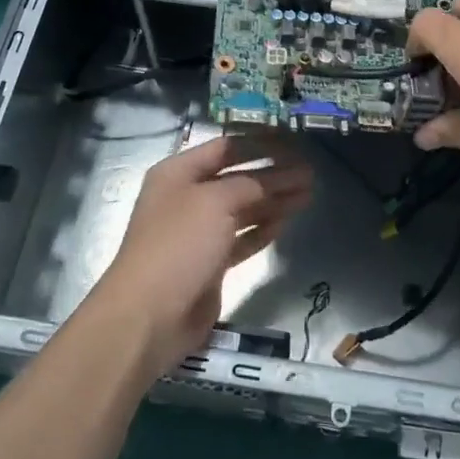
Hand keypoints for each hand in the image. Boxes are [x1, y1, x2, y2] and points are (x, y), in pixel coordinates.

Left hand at [91, 133, 313, 376]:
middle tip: (310, 172)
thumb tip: (274, 178)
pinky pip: (242, 237)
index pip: (226, 148)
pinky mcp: (210, 263)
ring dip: (274, 200)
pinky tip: (286, 220)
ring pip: (244, 208)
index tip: (293, 143)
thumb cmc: (179, 245)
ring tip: (308, 193)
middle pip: (238, 178)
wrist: (150, 316)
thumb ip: (249, 184)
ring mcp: (198, 232)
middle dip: (273, 174)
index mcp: (178, 173)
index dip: (260, 144)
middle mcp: (188, 198)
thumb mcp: (215, 202)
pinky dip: (263, 228)